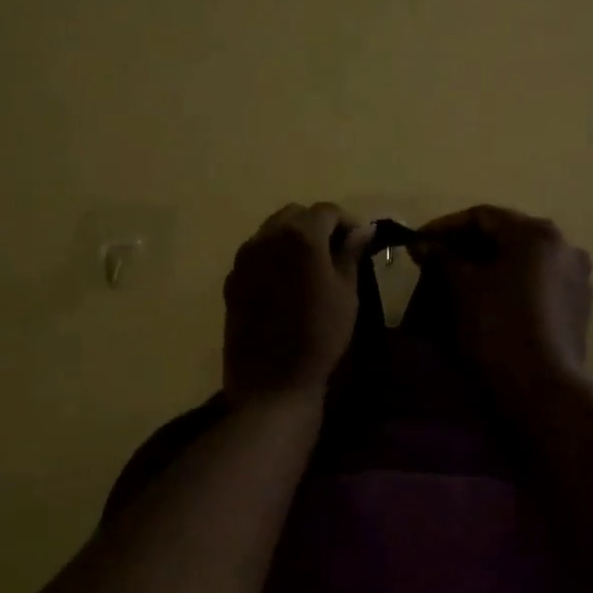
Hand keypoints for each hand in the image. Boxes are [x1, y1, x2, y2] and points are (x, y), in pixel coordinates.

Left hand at [223, 203, 373, 405]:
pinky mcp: (231, 280)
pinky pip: (255, 255)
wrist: (273, 381)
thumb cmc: (321, 335)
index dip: (347, 221)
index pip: (327, 211)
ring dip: (293, 239)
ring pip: (271, 231)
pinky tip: (286, 285)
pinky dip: (273, 257)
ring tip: (310, 266)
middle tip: (335, 251)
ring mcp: (244, 258)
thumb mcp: (346, 293)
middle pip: (295, 215)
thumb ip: (350, 253)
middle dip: (317, 225)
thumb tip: (362, 230)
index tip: (359, 241)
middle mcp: (267, 237)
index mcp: (300, 236)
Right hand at [413, 206, 592, 395]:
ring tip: (458, 281)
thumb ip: (441, 257)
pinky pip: (537, 283)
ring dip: (490, 265)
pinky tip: (489, 301)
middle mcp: (564, 246)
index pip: (483, 217)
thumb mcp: (461, 288)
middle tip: (434, 260)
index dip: (445, 226)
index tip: (417, 242)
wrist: (541, 391)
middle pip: (506, 235)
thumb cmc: (497, 328)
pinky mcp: (579, 308)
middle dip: (467, 246)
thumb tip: (422, 243)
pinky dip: (511, 284)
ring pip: (523, 260)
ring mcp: (576, 278)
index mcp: (537, 234)